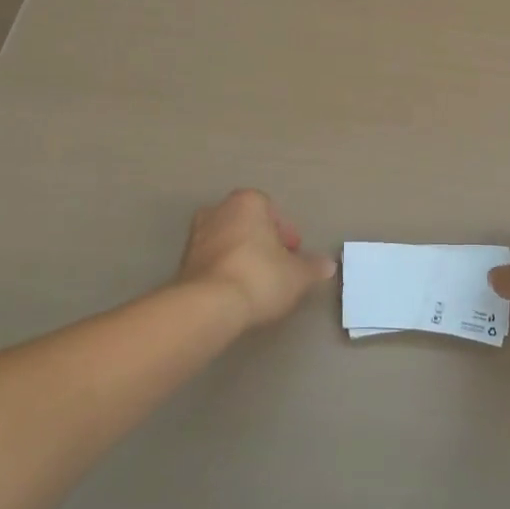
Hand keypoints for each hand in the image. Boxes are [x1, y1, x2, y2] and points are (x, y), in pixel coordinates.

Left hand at [177, 189, 336, 329]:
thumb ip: (313, 267)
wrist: (208, 306)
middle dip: (261, 243)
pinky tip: (234, 294)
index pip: (272, 211)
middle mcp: (219, 210)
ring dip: (241, 257)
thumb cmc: (260, 276)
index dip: (285, 235)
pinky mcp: (181, 263)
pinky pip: (211, 262)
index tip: (292, 256)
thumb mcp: (297, 275)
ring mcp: (196, 236)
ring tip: (255, 285)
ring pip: (227, 242)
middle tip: (276, 268)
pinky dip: (223, 272)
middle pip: (248, 224)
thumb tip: (328, 265)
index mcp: (248, 201)